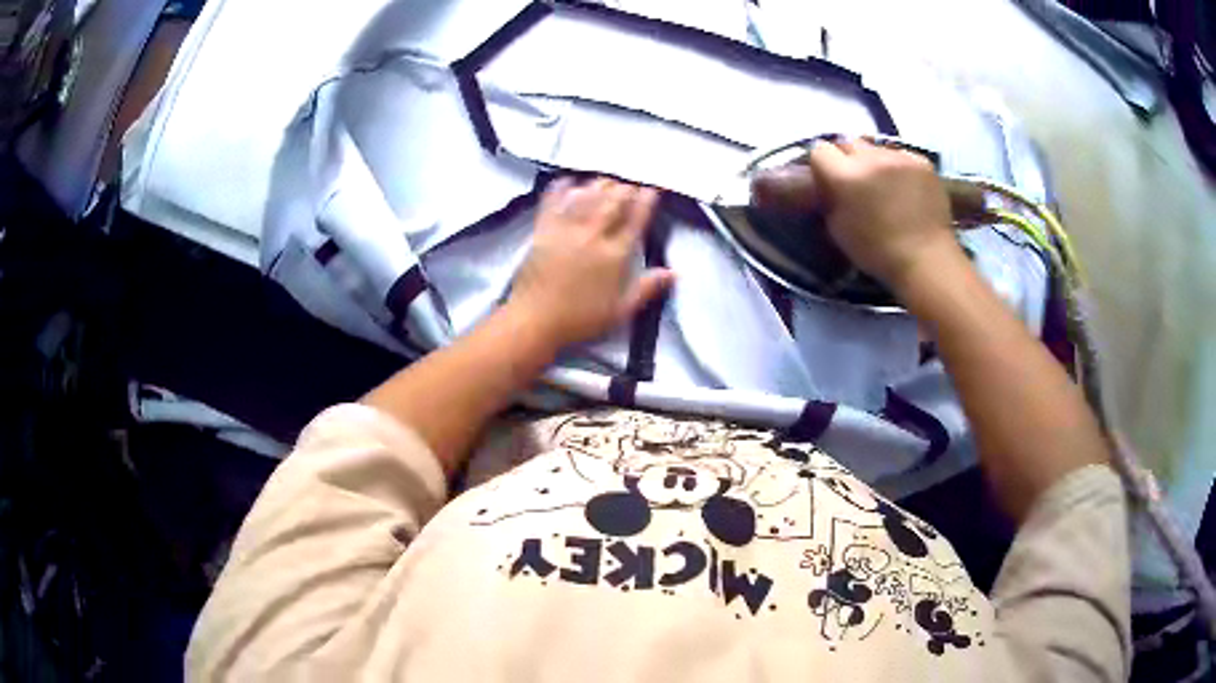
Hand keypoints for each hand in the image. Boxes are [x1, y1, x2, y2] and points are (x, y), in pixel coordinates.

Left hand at [508, 177, 674, 348]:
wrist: (535, 320)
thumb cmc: (579, 320)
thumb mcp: (621, 311)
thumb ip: (647, 288)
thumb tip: (672, 273)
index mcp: (615, 255)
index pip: (636, 220)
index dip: (646, 201)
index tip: (651, 192)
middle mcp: (593, 236)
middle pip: (613, 202)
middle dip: (625, 189)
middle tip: (630, 185)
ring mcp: (566, 230)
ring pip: (587, 197)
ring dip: (599, 186)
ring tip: (606, 182)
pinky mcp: (542, 230)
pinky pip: (553, 202)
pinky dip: (561, 189)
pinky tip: (568, 182)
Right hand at [806, 139, 958, 289]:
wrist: (926, 259)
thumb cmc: (878, 252)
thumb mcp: (838, 229)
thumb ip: (829, 198)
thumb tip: (826, 183)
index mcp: (845, 176)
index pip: (820, 149)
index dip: (822, 164)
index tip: (828, 179)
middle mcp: (870, 158)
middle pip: (849, 142)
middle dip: (847, 158)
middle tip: (856, 180)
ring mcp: (899, 156)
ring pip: (876, 147)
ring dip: (874, 161)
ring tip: (883, 182)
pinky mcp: (922, 161)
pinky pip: (902, 154)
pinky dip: (899, 166)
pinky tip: (905, 185)